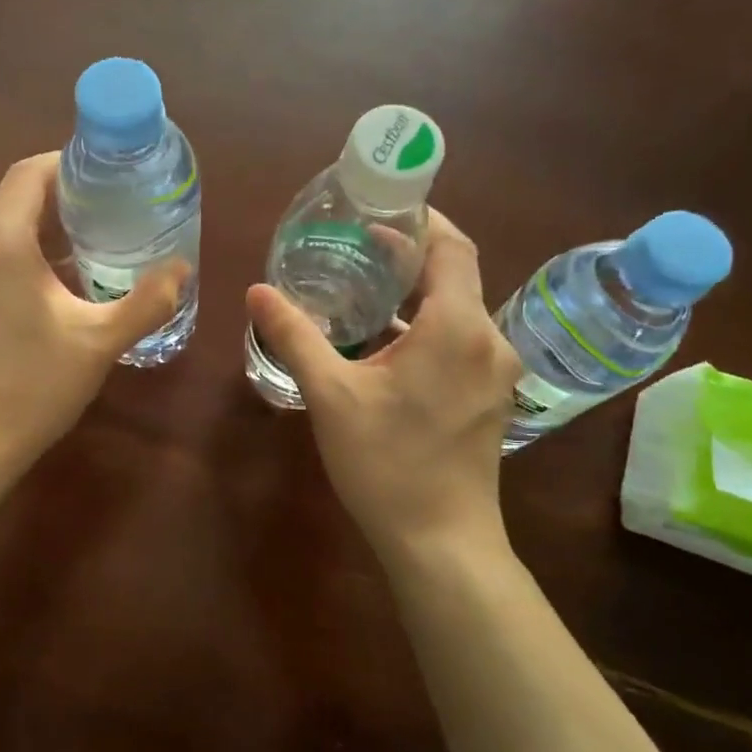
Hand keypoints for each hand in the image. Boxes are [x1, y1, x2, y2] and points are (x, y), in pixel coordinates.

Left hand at [0, 153, 186, 467]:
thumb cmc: (33, 387)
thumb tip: (181, 269)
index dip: (65, 164)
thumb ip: (147, 301)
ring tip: (84, 258)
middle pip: (14, 204)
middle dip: (60, 205)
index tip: (102, 177)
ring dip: (39, 238)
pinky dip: (16, 264)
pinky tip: (45, 296)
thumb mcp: (100, 342)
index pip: (28, 174)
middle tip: (107, 219)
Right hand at [245, 212, 521, 554]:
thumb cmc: (386, 463)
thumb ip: (295, 336)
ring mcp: (495, 373)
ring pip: (459, 311)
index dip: (422, 220)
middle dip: (412, 255)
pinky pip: (461, 342)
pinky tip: (386, 343)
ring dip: (417, 294)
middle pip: (456, 276)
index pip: (452, 247)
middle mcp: (488, 340)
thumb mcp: (331, 395)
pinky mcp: (489, 398)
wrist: (440, 542)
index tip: (382, 209)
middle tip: (360, 245)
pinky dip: (428, 327)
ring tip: (366, 288)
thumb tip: (257, 291)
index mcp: (456, 327)